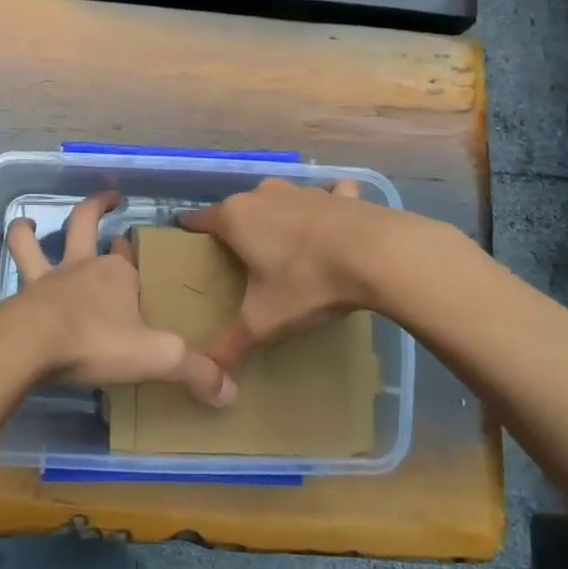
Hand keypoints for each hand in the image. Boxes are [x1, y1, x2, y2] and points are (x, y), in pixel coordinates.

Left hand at [5, 192, 235, 406]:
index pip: (130, 257)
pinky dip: (15, 260)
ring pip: (34, 243)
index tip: (139, 253)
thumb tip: (231, 393)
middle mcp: (82, 267)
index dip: (135, 254)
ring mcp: (48, 279)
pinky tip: (15, 274)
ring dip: (29, 231)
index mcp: (117, 274)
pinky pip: (17, 270)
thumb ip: (195, 371)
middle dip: (98, 207)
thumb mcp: (156, 357)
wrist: (31, 345)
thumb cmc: (96, 341)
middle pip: (86, 225)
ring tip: (26, 222)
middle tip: (111, 198)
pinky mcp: (22, 296)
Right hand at [179, 178, 386, 375]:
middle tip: (240, 260)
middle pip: (239, 210)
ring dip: (278, 218)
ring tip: (285, 247)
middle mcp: (263, 195)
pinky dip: (327, 206)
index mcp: (236, 218)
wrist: (378, 254)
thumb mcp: (264, 321)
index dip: (191, 233)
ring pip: (279, 201)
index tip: (189, 247)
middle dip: (236, 229)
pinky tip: (335, 224)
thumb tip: (209, 378)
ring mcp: (303, 190)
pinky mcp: (340, 195)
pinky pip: (327, 196)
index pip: (200, 220)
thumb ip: (231, 345)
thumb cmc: (307, 282)